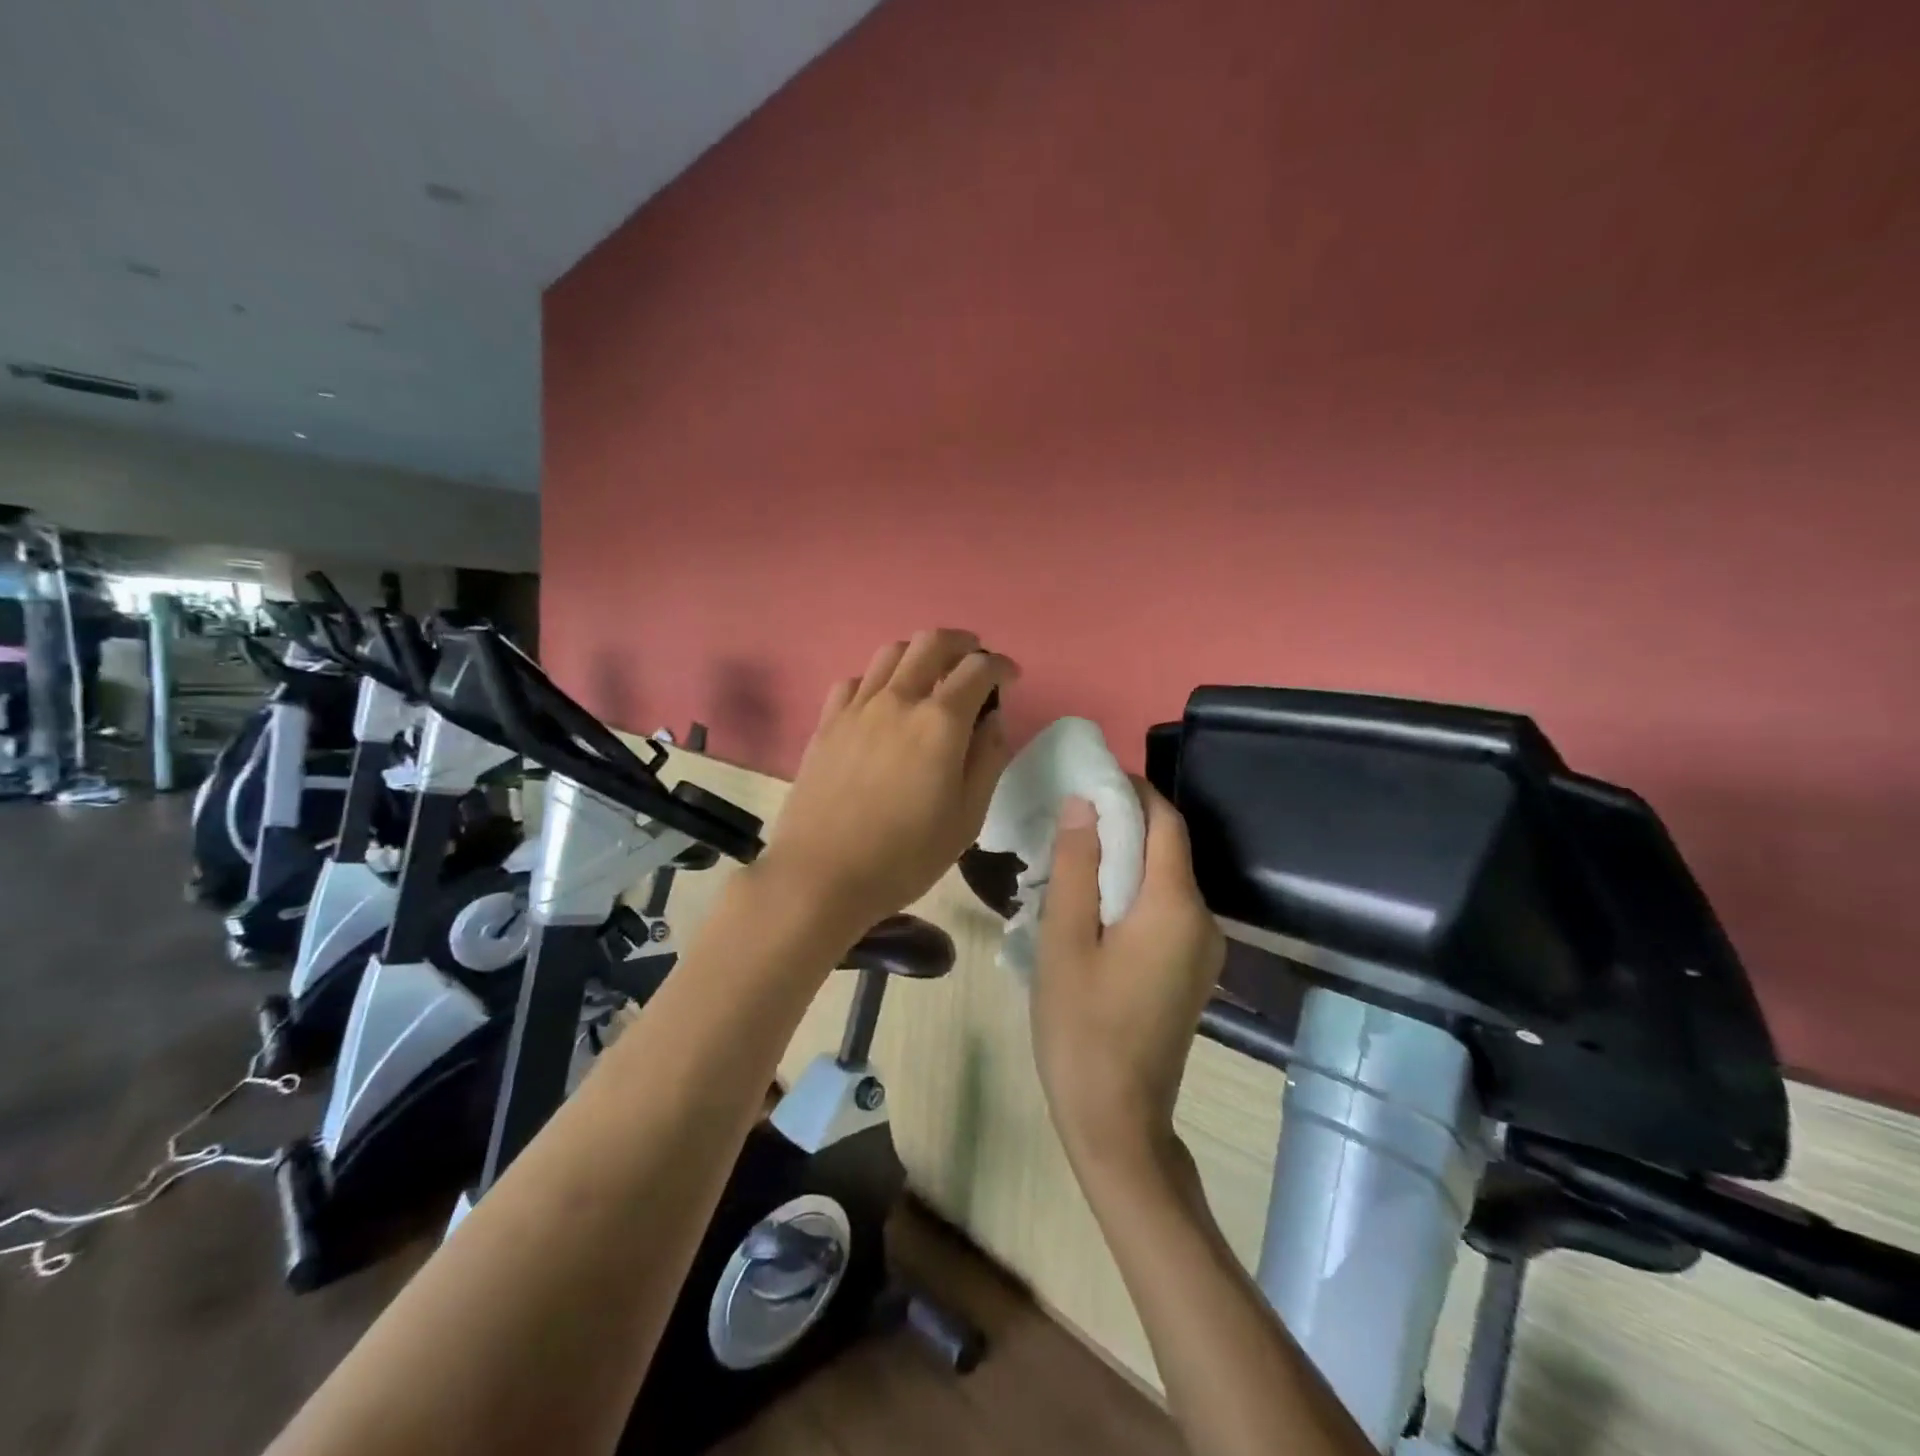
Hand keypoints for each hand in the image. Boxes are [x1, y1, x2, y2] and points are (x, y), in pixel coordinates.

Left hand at [759, 630, 1016, 936]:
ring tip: (931, 677)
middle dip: (963, 643)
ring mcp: (856, 708)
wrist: (821, 875)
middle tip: (975, 662)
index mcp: (940, 722)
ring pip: (891, 652)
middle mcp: (898, 700)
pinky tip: (883, 703)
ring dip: (920, 654)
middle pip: (932, 642)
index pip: (978, 669)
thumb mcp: (967, 818)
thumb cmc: (905, 856)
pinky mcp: (827, 723)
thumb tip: (992, 720)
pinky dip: (879, 679)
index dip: (1001, 666)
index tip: (1010, 678)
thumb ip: (987, 760)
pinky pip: (856, 680)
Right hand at [1033, 778, 1225, 1166]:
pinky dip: (1132, 894)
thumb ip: (1078, 865)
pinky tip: (1092, 907)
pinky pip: (1166, 912)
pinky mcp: (1193, 972)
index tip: (1089, 779)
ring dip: (1124, 861)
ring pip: (1166, 881)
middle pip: (1168, 849)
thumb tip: (1085, 803)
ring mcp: (1204, 950)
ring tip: (1071, 861)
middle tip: (1068, 820)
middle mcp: (1204, 921)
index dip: (1132, 791)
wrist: (1117, 1121)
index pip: (1166, 822)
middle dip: (1124, 824)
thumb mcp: (1065, 940)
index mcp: (1176, 907)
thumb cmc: (1080, 1027)